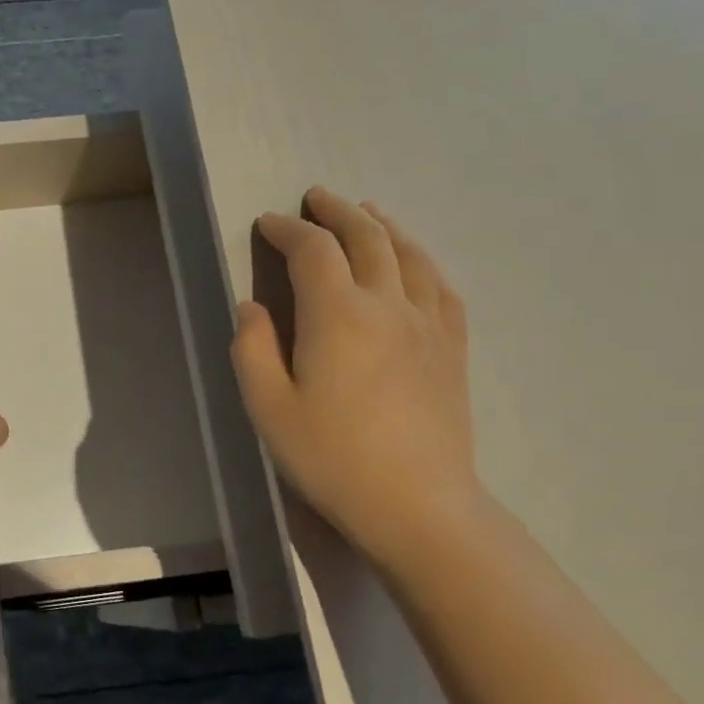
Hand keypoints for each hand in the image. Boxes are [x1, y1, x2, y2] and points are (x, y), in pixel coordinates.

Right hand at [232, 189, 481, 565]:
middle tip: (316, 198)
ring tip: (367, 212)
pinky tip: (414, 263)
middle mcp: (387, 304)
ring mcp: (428, 324)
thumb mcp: (269, 408)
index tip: (268, 223)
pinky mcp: (452, 348)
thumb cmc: (332, 458)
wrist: (418, 505)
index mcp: (337, 315)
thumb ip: (253, 349)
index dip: (287, 229)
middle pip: (366, 237)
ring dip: (383, 225)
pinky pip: (441, 287)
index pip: (312, 250)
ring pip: (409, 254)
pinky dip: (422, 261)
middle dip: (337, 211)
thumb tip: (251, 307)